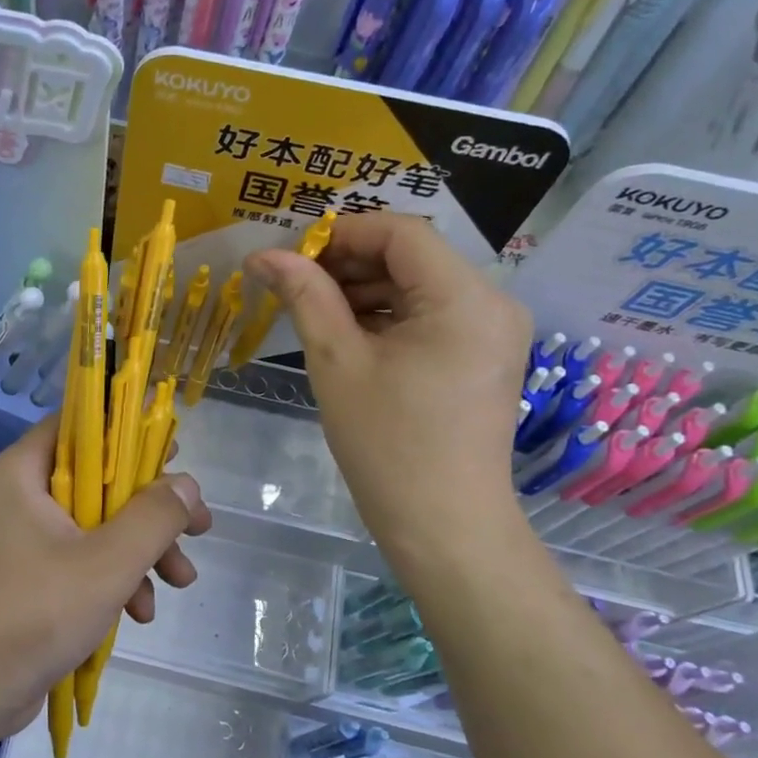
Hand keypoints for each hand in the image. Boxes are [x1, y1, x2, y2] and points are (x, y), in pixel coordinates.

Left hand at [0, 417, 211, 734]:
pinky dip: (112, 578)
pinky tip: (140, 613)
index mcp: (21, 474)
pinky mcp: (26, 578)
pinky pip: (78, 560)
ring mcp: (19, 540)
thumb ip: (154, 517)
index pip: (77, 426)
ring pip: (94, 525)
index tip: (173, 452)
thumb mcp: (107, 563)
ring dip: (139, 550)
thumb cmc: (33, 614)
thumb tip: (187, 484)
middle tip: (198, 527)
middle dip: (150, 510)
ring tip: (181, 581)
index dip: (128, 432)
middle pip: (96, 481)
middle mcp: (16, 497)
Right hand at [244, 212, 530, 552]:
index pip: (401, 233)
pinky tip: (347, 333)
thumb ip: (305, 296)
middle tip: (293, 283)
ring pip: (420, 285)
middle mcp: (493, 303)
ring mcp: (493, 331)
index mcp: (465, 297)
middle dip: (350, 262)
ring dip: (366, 289)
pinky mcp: (483, 356)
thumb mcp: (337, 362)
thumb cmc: (387, 443)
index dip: (342, 233)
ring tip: (313, 310)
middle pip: (413, 256)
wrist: (443, 524)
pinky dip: (388, 316)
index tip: (292, 254)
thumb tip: (264, 255)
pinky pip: (431, 316)